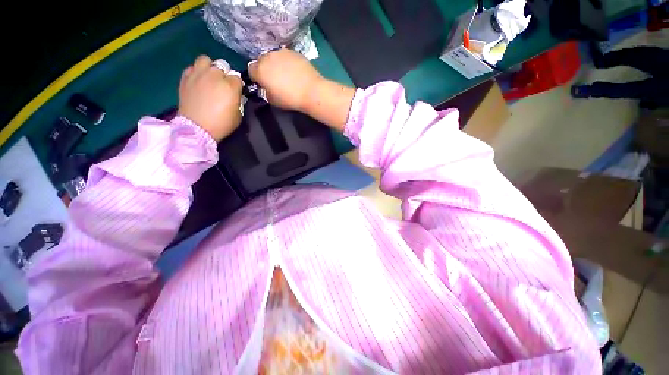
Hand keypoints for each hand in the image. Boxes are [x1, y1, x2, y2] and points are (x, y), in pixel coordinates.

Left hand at [178, 55, 242, 140]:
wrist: (197, 128)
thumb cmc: (221, 124)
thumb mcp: (238, 115)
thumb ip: (238, 101)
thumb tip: (236, 95)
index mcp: (230, 86)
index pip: (237, 77)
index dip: (237, 85)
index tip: (235, 93)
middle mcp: (214, 75)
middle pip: (222, 66)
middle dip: (224, 75)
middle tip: (222, 85)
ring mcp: (198, 74)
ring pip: (205, 60)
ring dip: (209, 67)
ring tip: (209, 77)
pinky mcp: (185, 77)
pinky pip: (192, 67)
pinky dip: (196, 72)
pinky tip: (198, 81)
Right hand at [248, 48, 323, 111]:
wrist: (310, 91)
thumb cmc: (290, 99)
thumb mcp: (273, 100)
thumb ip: (266, 92)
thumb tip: (267, 88)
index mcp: (260, 70)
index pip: (251, 70)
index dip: (257, 78)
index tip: (264, 84)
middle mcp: (268, 57)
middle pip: (262, 61)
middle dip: (266, 68)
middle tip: (276, 79)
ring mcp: (281, 52)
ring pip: (274, 57)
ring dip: (276, 64)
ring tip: (287, 75)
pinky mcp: (293, 51)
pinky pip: (286, 56)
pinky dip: (288, 62)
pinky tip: (296, 71)